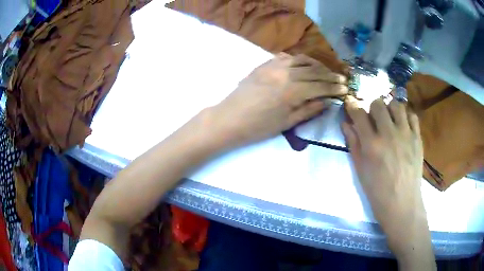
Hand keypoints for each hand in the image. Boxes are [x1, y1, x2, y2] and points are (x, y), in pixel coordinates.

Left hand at [209, 53, 347, 147]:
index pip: (320, 85)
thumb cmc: (258, 127)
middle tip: (341, 79)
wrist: (229, 119)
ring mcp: (273, 66)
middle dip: (330, 75)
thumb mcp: (287, 123)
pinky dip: (298, 60)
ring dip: (316, 65)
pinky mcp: (264, 64)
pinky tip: (303, 65)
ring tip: (325, 71)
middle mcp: (285, 73)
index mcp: (292, 91)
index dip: (335, 87)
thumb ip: (309, 109)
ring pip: (301, 60)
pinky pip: (285, 57)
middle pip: (314, 71)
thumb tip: (327, 101)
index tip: (346, 88)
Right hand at [342, 97, 434, 269]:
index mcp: (372, 144)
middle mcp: (389, 134)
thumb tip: (346, 124)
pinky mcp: (417, 138)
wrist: (402, 204)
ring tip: (389, 119)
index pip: (359, 114)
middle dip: (372, 106)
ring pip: (397, 105)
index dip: (352, 105)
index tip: (351, 103)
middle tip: (372, 116)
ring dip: (390, 108)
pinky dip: (406, 116)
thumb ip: (353, 144)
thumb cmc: (377, 191)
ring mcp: (406, 134)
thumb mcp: (360, 170)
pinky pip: (412, 116)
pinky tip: (403, 125)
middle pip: (378, 103)